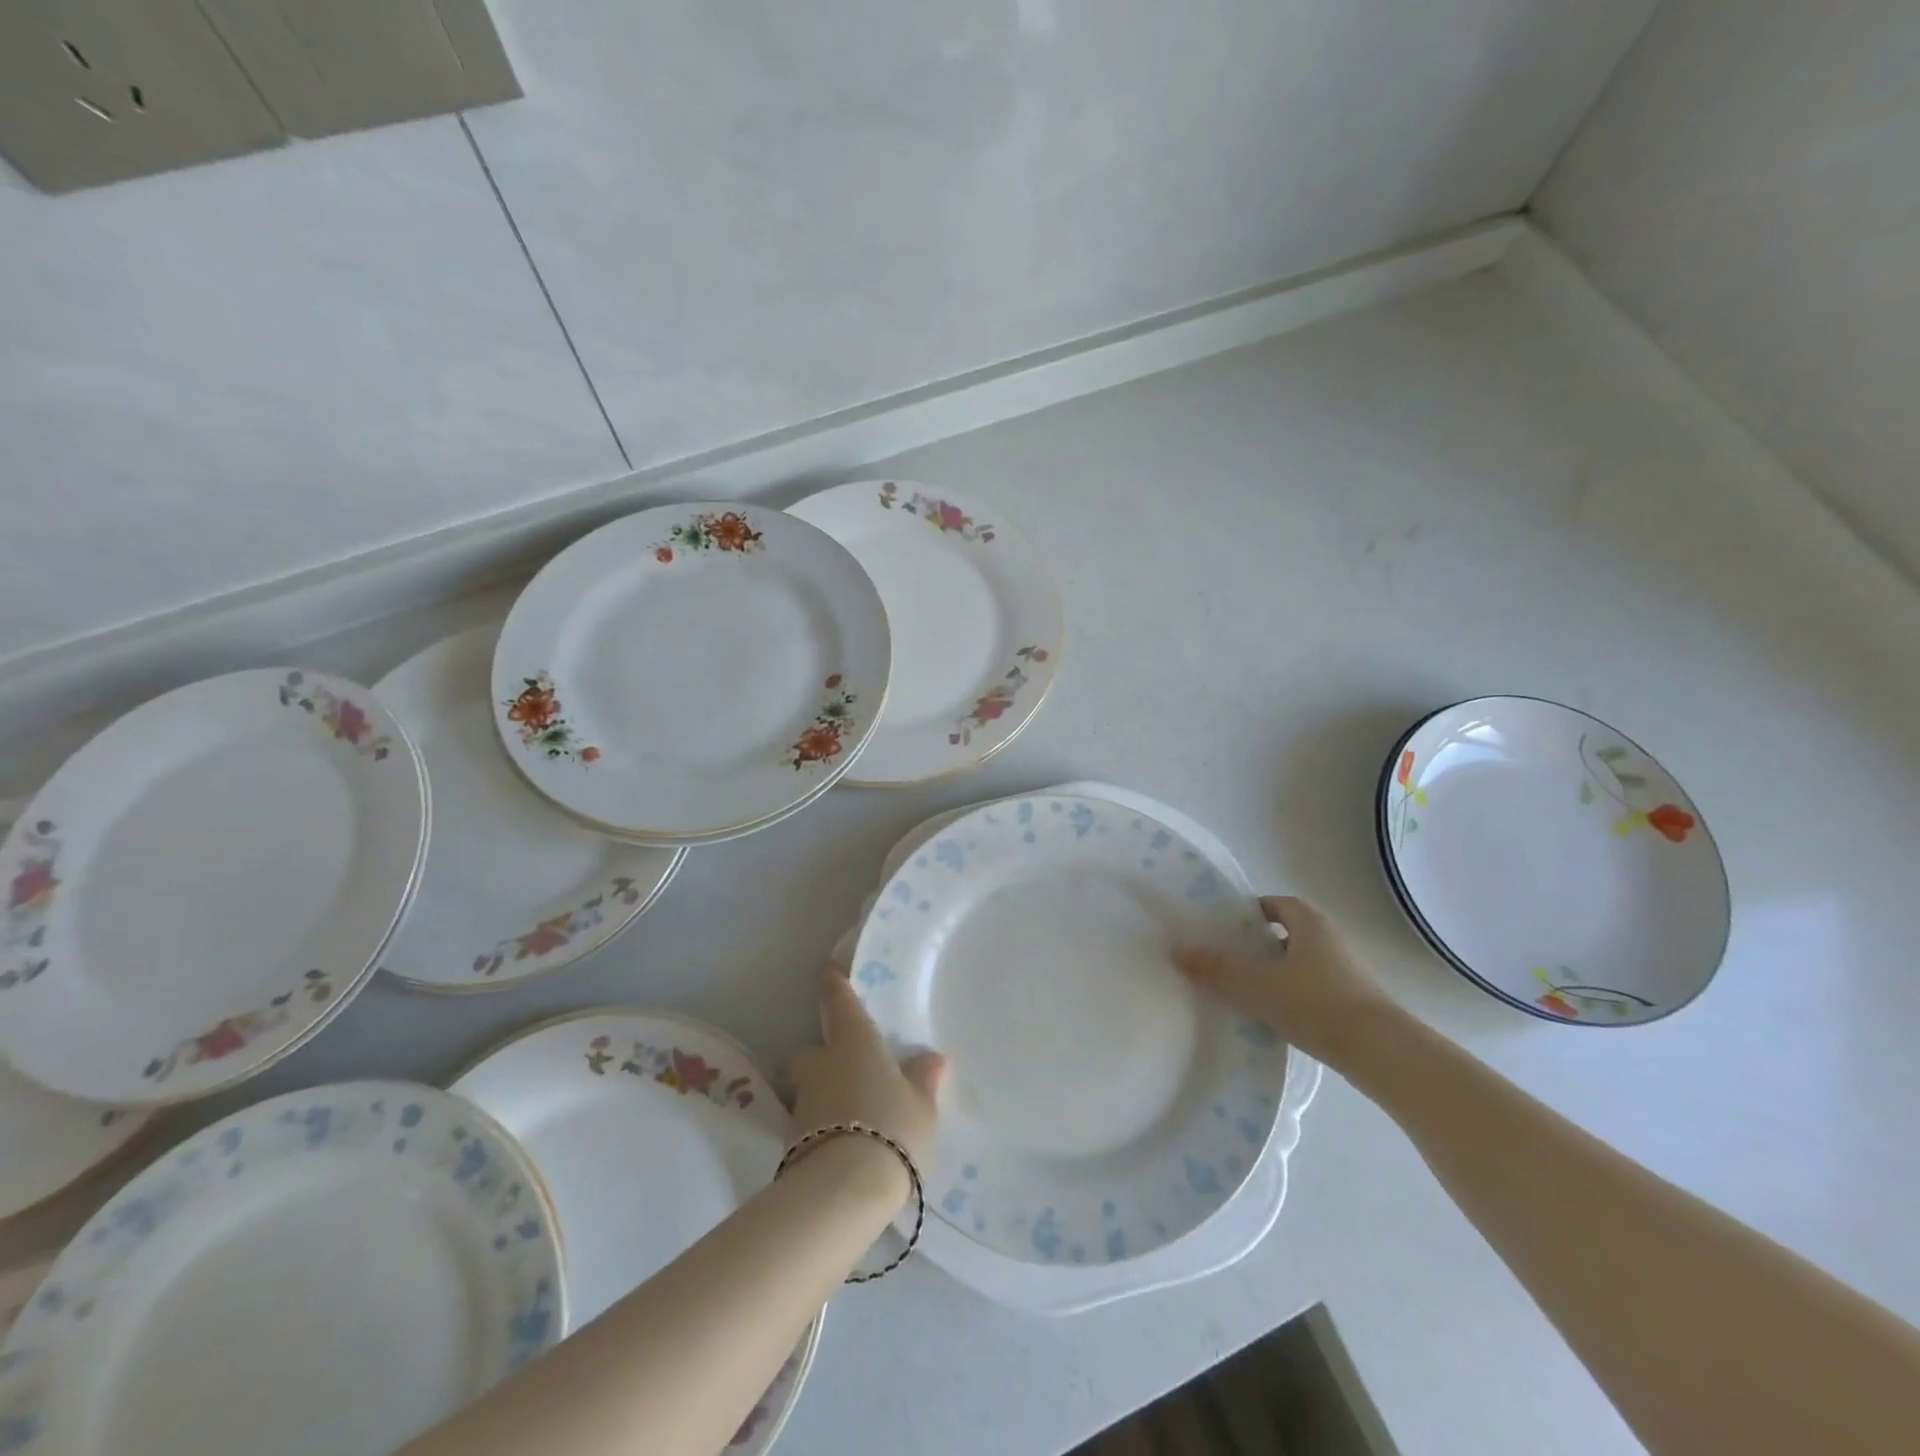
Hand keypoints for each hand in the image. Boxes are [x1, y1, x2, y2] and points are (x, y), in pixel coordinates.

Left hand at [789, 964, 947, 1190]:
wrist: (843, 1190)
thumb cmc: (891, 1128)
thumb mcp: (921, 1105)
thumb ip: (923, 1078)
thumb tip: (931, 1058)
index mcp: (854, 1042)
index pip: (839, 1001)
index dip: (834, 984)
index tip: (828, 972)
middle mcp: (822, 1064)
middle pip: (812, 1052)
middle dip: (824, 1058)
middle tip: (850, 1071)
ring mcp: (803, 1104)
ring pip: (811, 1090)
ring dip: (826, 1097)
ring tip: (856, 1118)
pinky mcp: (792, 1143)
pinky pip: (812, 1125)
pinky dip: (824, 1130)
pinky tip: (847, 1148)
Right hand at [1176, 896, 1393, 1067]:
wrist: (1379, 1051)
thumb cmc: (1313, 1002)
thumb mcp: (1254, 984)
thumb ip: (1216, 968)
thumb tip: (1179, 952)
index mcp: (1310, 922)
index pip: (1276, 904)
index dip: (1250, 912)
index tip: (1226, 929)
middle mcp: (1333, 939)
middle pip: (1288, 934)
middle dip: (1260, 945)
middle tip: (1228, 959)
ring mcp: (1349, 972)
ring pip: (1302, 964)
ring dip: (1278, 974)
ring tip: (1247, 992)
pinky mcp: (1357, 1003)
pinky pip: (1316, 990)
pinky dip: (1295, 998)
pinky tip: (1277, 1018)